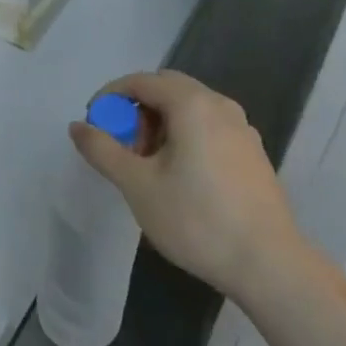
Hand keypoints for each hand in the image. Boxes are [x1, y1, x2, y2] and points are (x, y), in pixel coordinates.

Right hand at [69, 70, 300, 298]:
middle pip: (167, 88)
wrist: (268, 263)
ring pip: (190, 107)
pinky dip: (185, 135)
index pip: (141, 81)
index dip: (111, 97)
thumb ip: (103, 150)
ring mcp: (241, 127)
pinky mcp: (252, 151)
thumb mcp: (138, 185)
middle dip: (137, 110)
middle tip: (122, 147)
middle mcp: (219, 104)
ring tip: (148, 166)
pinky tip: (180, 177)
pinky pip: (209, 126)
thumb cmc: (197, 219)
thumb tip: (77, 126)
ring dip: (161, 124)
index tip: (94, 125)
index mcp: (192, 103)